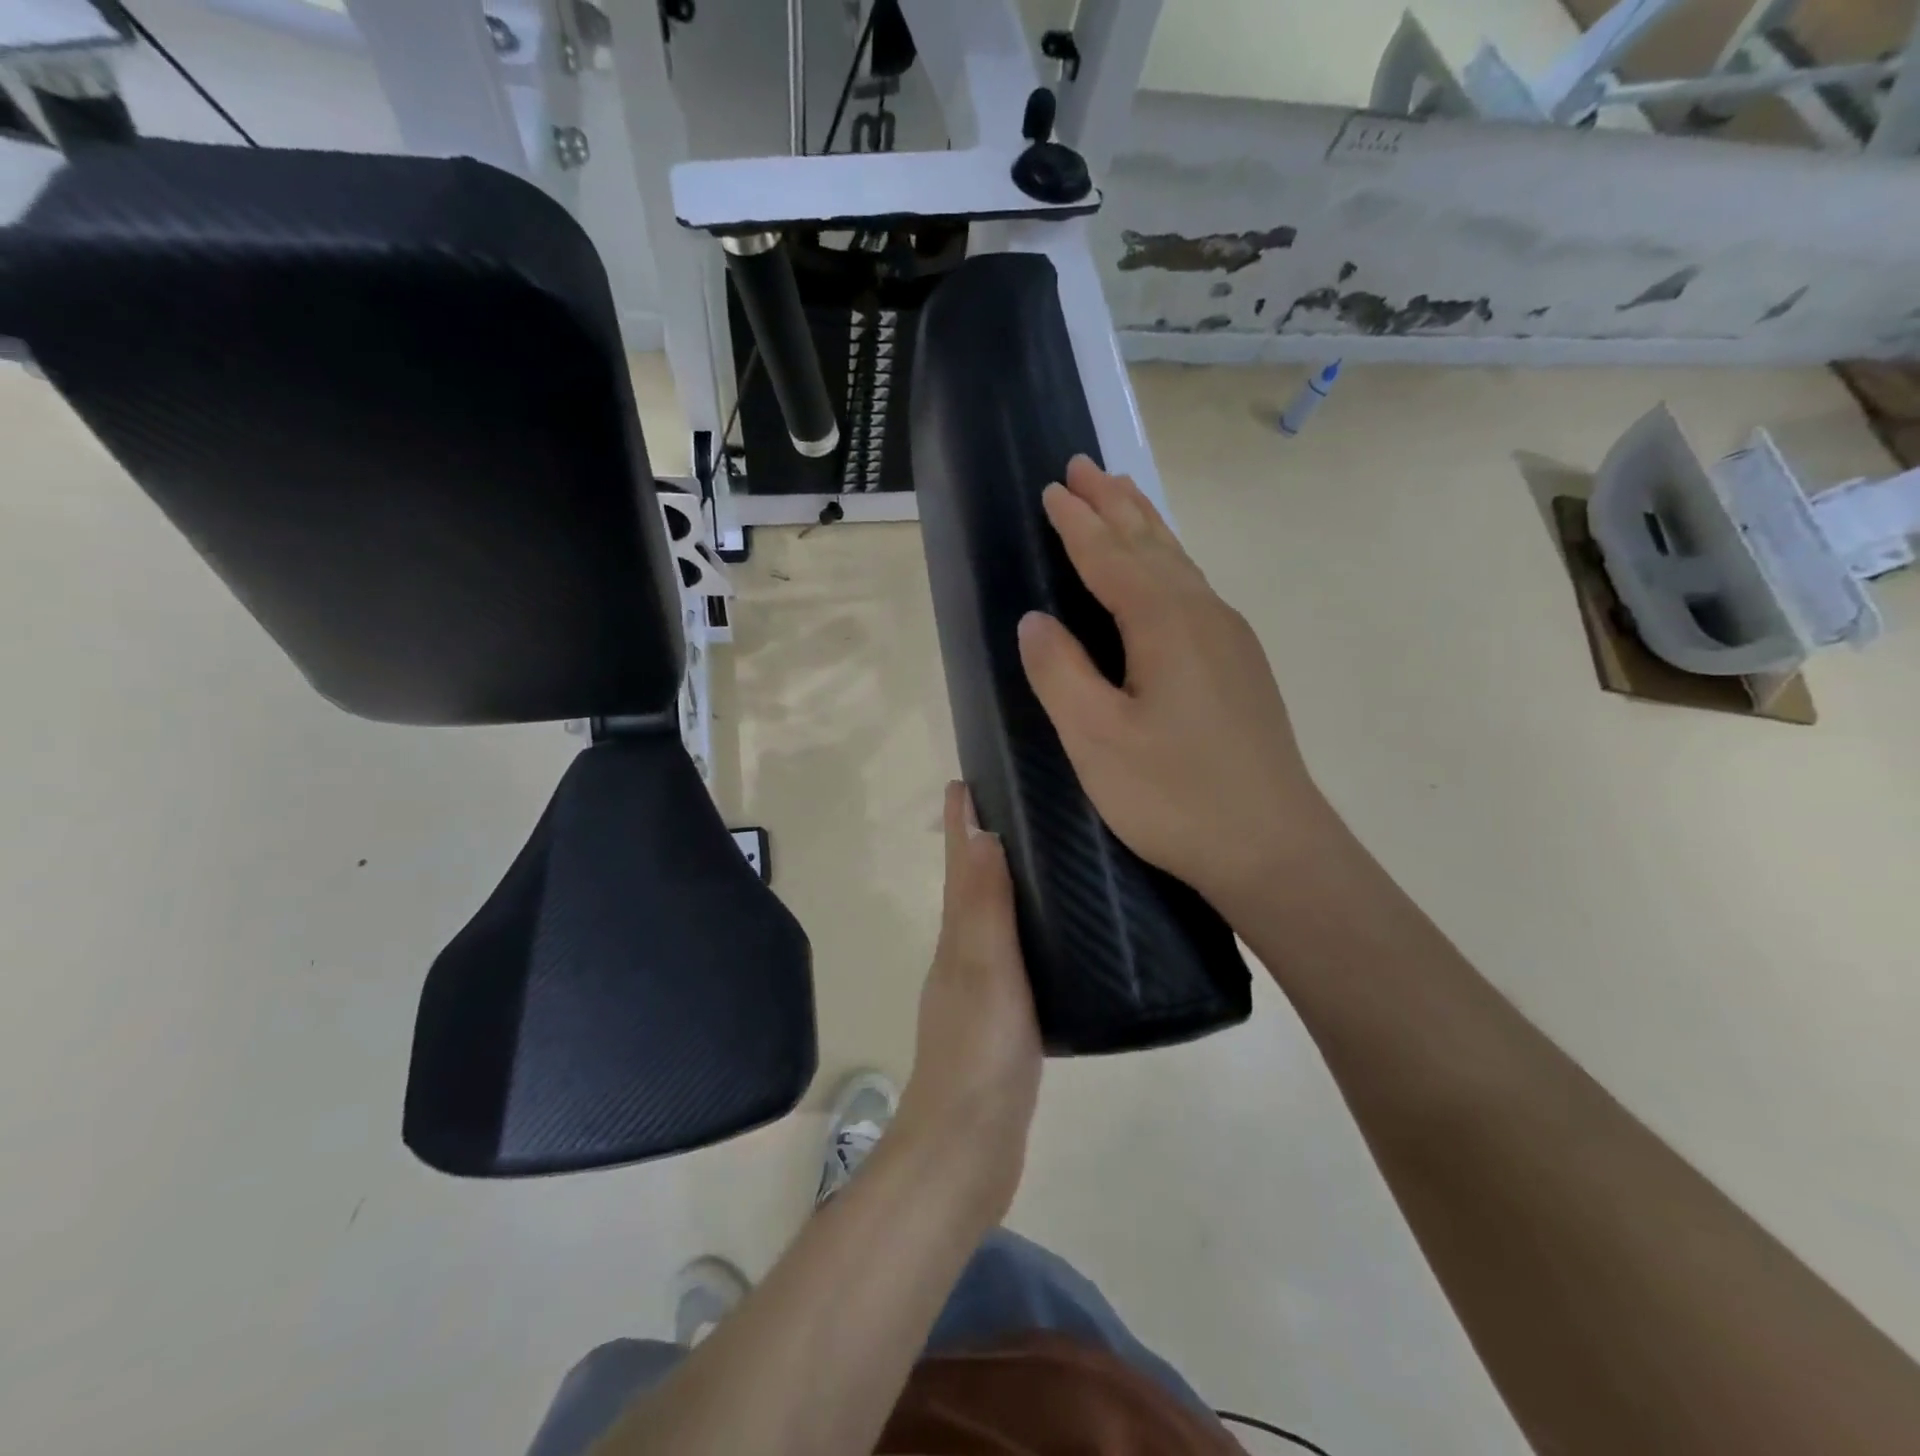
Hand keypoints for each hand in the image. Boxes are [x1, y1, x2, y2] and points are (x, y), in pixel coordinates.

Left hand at [894, 782, 1043, 1227]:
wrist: (968, 1151)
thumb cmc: (979, 1053)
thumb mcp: (984, 969)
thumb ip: (984, 905)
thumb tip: (979, 831)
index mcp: (957, 937)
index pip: (959, 864)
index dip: (960, 821)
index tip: (968, 777)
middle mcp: (963, 955)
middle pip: (972, 884)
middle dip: (984, 842)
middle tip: (1018, 805)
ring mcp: (981, 989)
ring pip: (993, 919)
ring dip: (1006, 884)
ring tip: (1042, 857)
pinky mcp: (1003, 1020)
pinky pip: (1015, 956)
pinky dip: (1026, 931)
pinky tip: (1056, 937)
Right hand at [1017, 456, 1338, 920]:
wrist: (1274, 848)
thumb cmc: (1175, 795)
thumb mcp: (1097, 738)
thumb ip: (1060, 672)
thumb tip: (1034, 622)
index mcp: (1165, 623)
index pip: (1109, 556)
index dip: (1077, 524)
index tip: (1052, 489)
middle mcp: (1203, 616)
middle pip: (1152, 545)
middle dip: (1114, 504)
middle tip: (1085, 467)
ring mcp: (1230, 641)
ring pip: (1180, 565)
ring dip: (1145, 527)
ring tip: (1123, 496)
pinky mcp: (1241, 669)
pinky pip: (1194, 591)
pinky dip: (1168, 564)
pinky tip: (1166, 575)